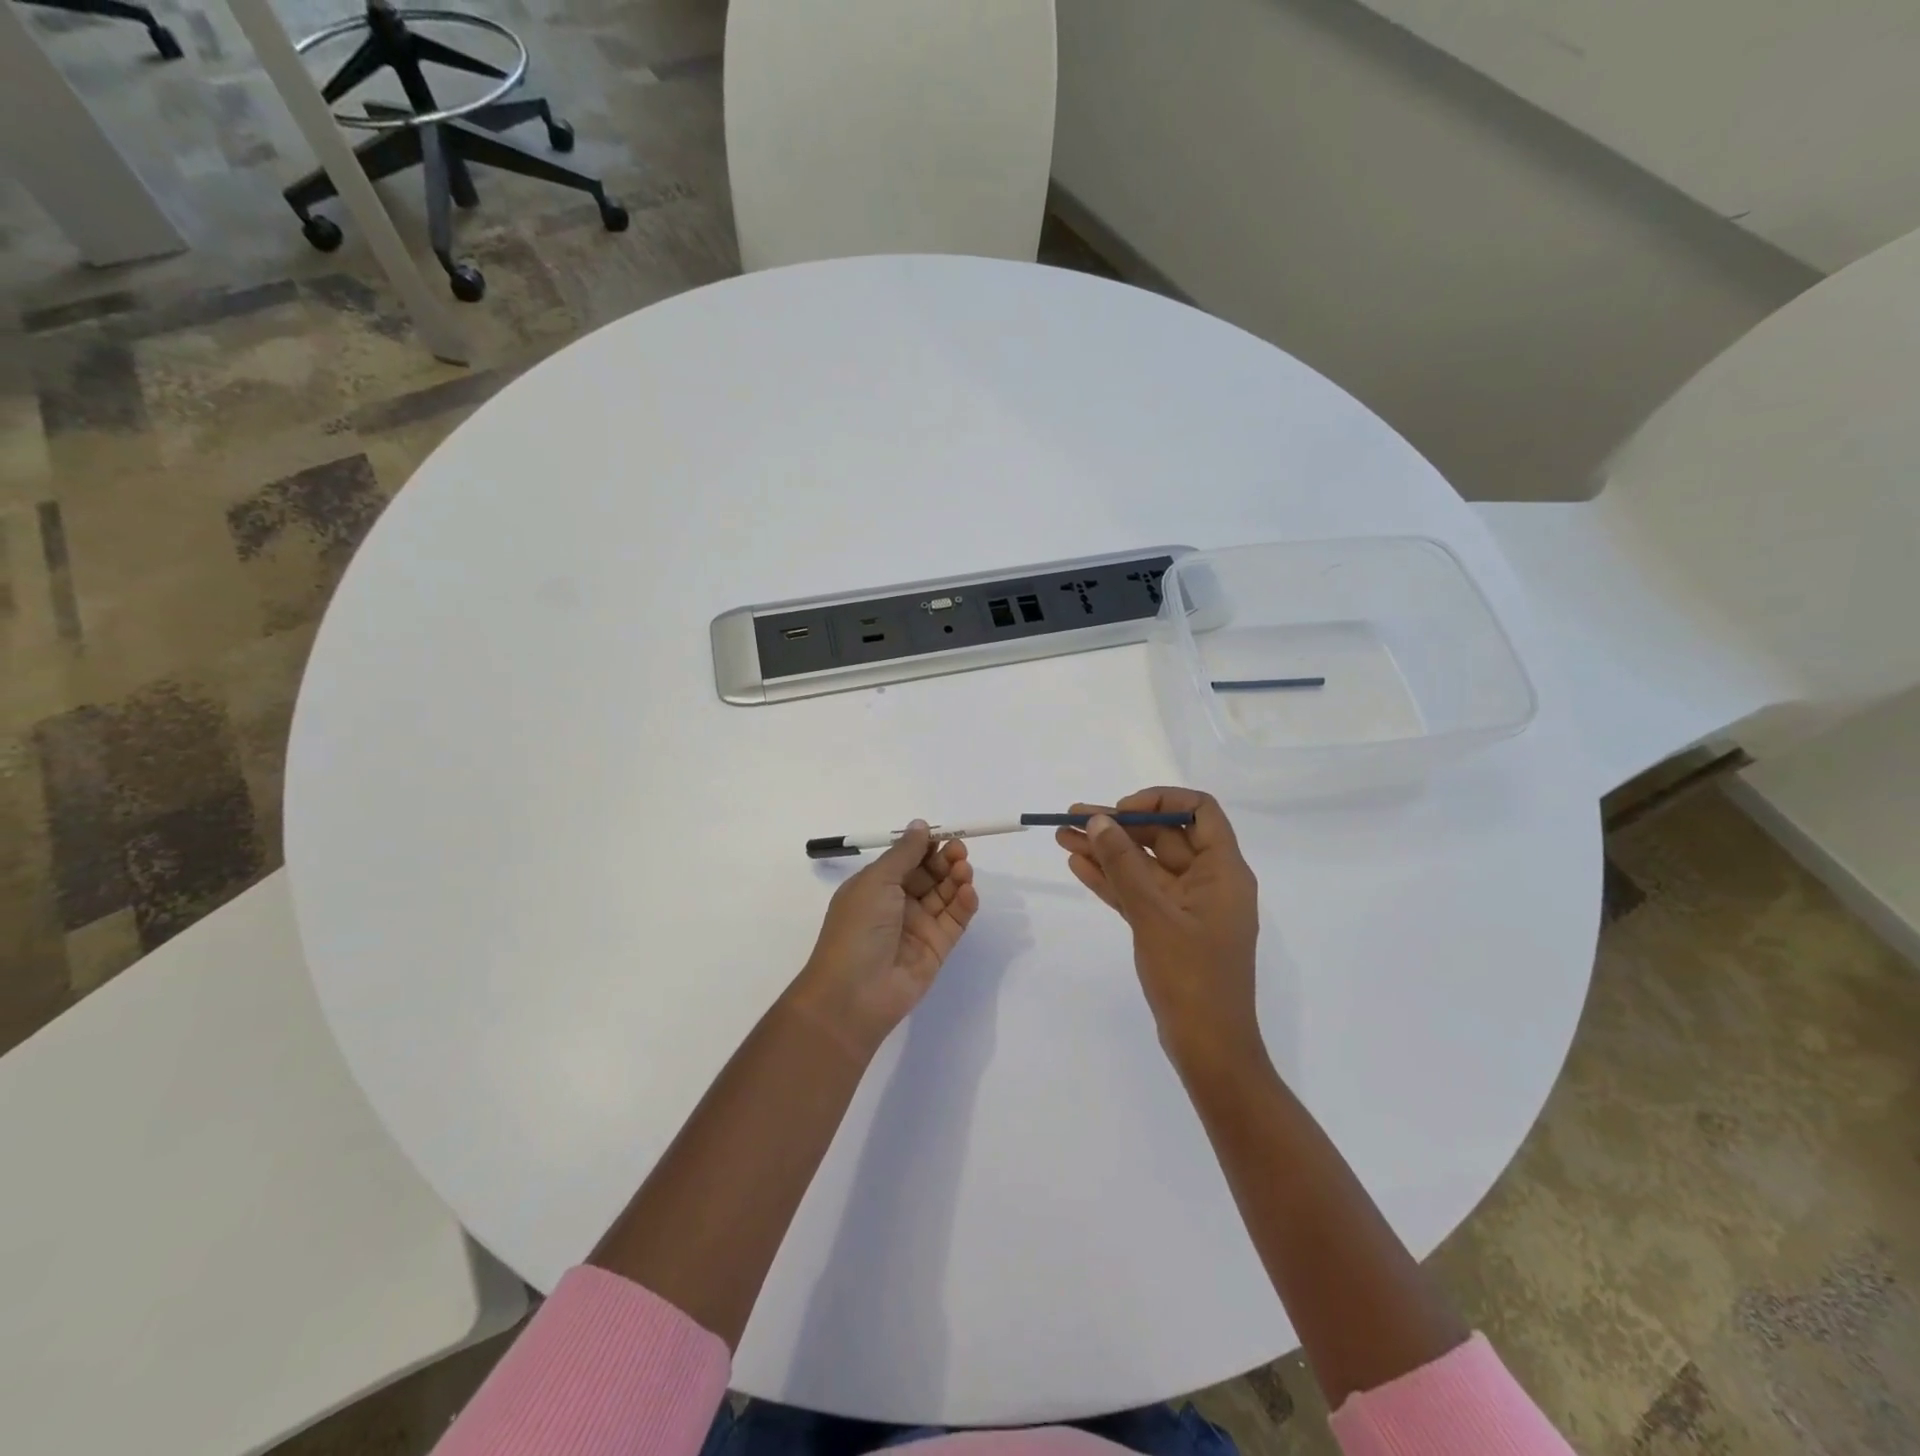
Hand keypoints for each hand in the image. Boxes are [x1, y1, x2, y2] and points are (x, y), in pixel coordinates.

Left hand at [789, 822, 978, 1057]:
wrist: (854, 994)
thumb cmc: (857, 929)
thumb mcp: (876, 882)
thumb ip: (904, 853)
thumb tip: (920, 825)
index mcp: (875, 886)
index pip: (906, 859)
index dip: (925, 846)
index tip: (943, 834)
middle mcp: (896, 904)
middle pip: (929, 874)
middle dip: (945, 860)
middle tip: (959, 851)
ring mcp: (918, 927)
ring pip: (944, 895)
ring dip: (956, 878)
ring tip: (964, 870)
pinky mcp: (937, 948)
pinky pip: (955, 920)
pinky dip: (964, 904)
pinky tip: (968, 892)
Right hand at [1055, 788, 1264, 1075]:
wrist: (1208, 1049)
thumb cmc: (1191, 977)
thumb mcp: (1154, 915)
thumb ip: (1124, 866)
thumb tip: (1098, 821)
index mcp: (1223, 871)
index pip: (1199, 812)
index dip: (1160, 801)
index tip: (1122, 812)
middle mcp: (1208, 882)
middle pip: (1162, 837)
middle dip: (1117, 826)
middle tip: (1070, 818)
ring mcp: (1187, 907)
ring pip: (1143, 866)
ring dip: (1106, 851)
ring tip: (1061, 836)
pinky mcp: (1168, 929)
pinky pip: (1138, 893)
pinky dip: (1111, 879)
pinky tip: (1078, 865)